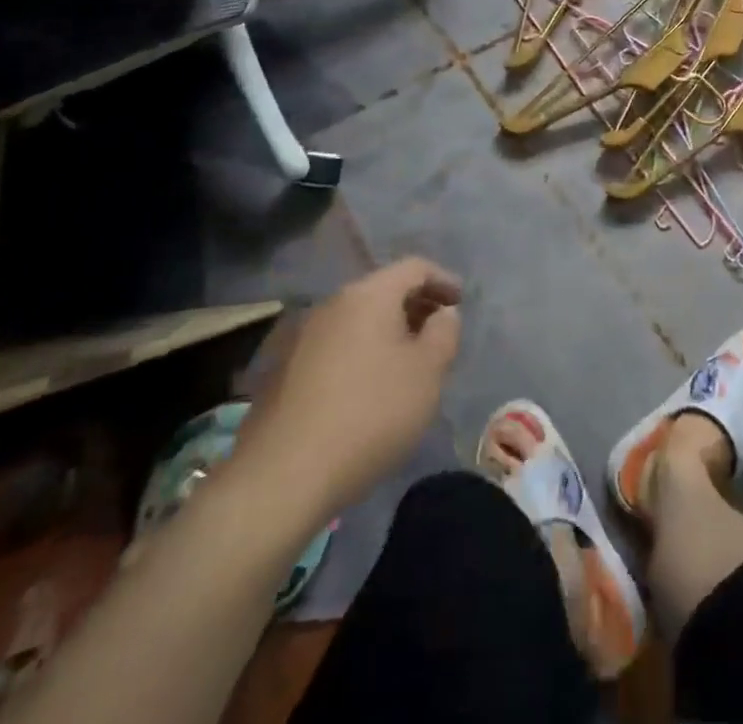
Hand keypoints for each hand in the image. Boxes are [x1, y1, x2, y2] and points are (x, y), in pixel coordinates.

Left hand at [229, 258, 462, 522]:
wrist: (282, 476)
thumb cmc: (370, 414)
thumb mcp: (427, 373)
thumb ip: (444, 333)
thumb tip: (443, 313)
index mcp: (369, 294)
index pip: (414, 267)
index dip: (443, 280)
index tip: (460, 302)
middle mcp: (332, 303)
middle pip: (383, 290)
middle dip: (415, 305)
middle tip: (438, 332)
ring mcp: (302, 335)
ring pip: (357, 319)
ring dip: (386, 331)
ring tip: (406, 361)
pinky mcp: (282, 369)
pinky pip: (335, 345)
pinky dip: (360, 352)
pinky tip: (367, 386)